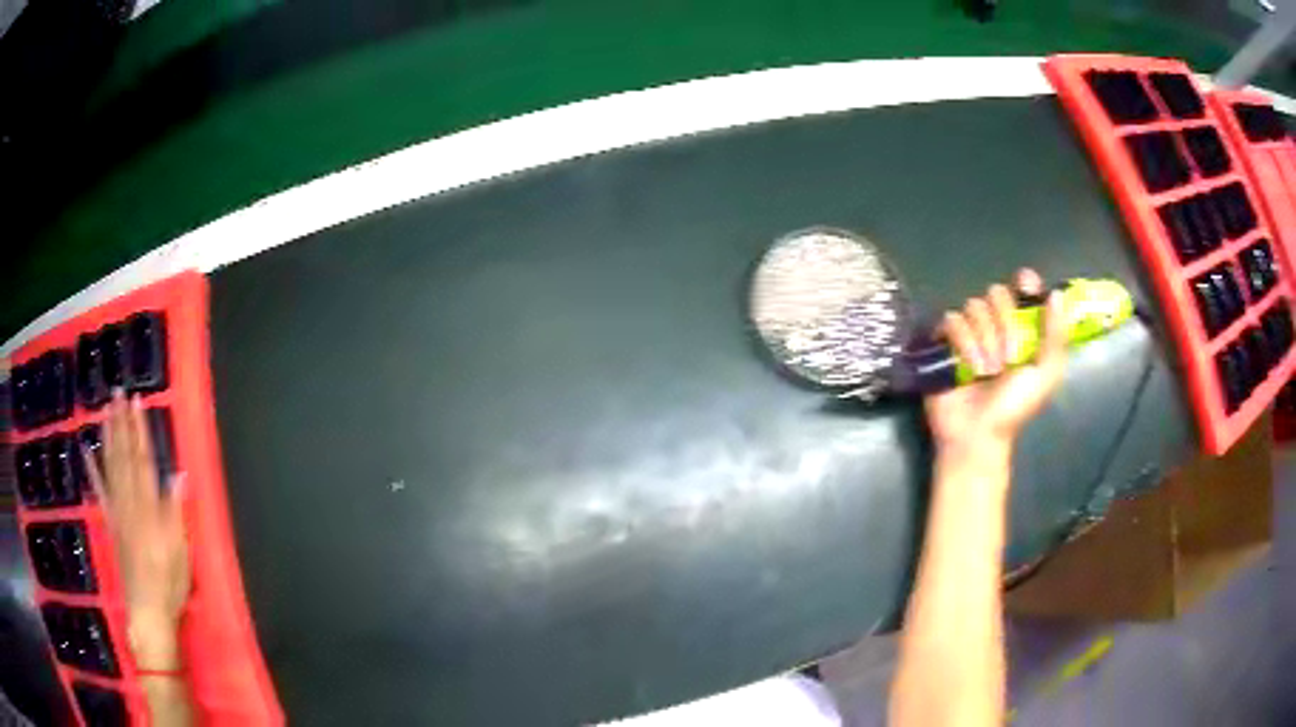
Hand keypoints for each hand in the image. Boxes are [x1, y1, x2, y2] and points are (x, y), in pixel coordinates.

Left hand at [84, 391, 190, 669]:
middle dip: (121, 425)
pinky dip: (93, 470)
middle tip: (118, 394)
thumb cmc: (169, 585)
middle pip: (124, 458)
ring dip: (108, 437)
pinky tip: (87, 451)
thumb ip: (175, 513)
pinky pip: (100, 492)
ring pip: (111, 467)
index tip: (138, 403)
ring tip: (106, 411)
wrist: (147, 613)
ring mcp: (117, 513)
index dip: (140, 431)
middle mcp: (130, 503)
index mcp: (149, 509)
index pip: (143, 461)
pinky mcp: (111, 524)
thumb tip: (179, 476)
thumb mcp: (180, 553)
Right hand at [925, 268, 1067, 454]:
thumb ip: (1055, 336)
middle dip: (1005, 323)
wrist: (978, 433)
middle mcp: (996, 322)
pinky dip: (963, 343)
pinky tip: (968, 368)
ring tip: (987, 372)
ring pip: (974, 307)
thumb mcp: (1045, 374)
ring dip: (984, 340)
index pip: (1023, 287)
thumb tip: (1056, 294)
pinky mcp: (945, 339)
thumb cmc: (1015, 407)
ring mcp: (970, 330)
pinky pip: (952, 321)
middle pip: (997, 293)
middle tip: (1009, 358)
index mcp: (1023, 327)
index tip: (1025, 286)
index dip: (1024, 282)